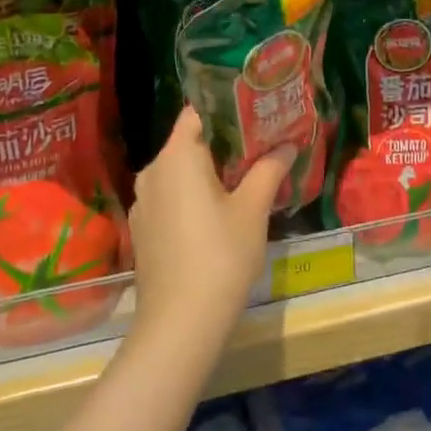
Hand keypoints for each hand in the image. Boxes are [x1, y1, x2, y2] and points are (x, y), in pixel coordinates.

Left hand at [127, 109, 293, 347]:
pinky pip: (171, 196)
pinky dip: (194, 194)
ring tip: (247, 175)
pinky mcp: (143, 228)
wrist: (179, 323)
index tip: (257, 110)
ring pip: (179, 171)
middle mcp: (152, 171)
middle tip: (262, 142)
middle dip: (225, 141)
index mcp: (176, 157)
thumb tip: (287, 144)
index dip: (227, 107)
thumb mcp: (253, 209)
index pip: (198, 112)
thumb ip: (269, 169)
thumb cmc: (221, 255)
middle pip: (189, 141)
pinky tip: (220, 210)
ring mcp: (143, 202)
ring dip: (210, 170)